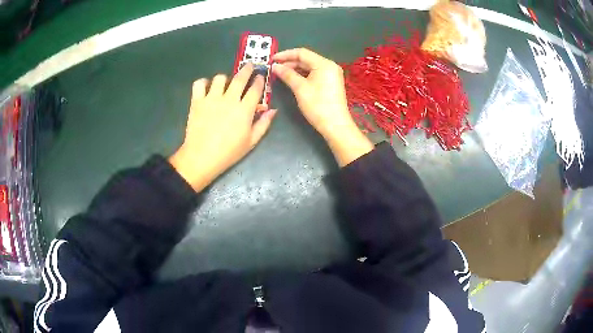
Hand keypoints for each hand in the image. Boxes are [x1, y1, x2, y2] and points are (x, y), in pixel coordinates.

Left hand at [170, 63, 276, 191]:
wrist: (201, 157)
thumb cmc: (229, 152)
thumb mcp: (251, 142)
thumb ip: (263, 124)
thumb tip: (273, 110)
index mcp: (244, 109)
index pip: (255, 89)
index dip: (259, 80)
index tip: (261, 77)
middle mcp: (229, 99)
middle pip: (240, 78)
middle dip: (247, 69)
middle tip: (249, 66)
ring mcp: (212, 98)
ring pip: (220, 78)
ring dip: (224, 78)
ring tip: (224, 83)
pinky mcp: (197, 101)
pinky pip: (199, 83)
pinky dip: (203, 83)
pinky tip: (206, 88)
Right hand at [272, 48, 372, 165]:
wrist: (335, 125)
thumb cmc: (318, 106)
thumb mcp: (300, 88)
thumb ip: (287, 74)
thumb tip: (275, 66)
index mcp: (324, 64)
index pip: (302, 53)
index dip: (285, 54)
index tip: (272, 59)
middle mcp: (329, 66)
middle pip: (306, 59)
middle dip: (289, 62)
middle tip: (274, 68)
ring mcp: (331, 74)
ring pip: (309, 67)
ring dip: (295, 69)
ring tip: (280, 74)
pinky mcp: (330, 82)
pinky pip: (314, 74)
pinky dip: (302, 75)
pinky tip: (292, 79)